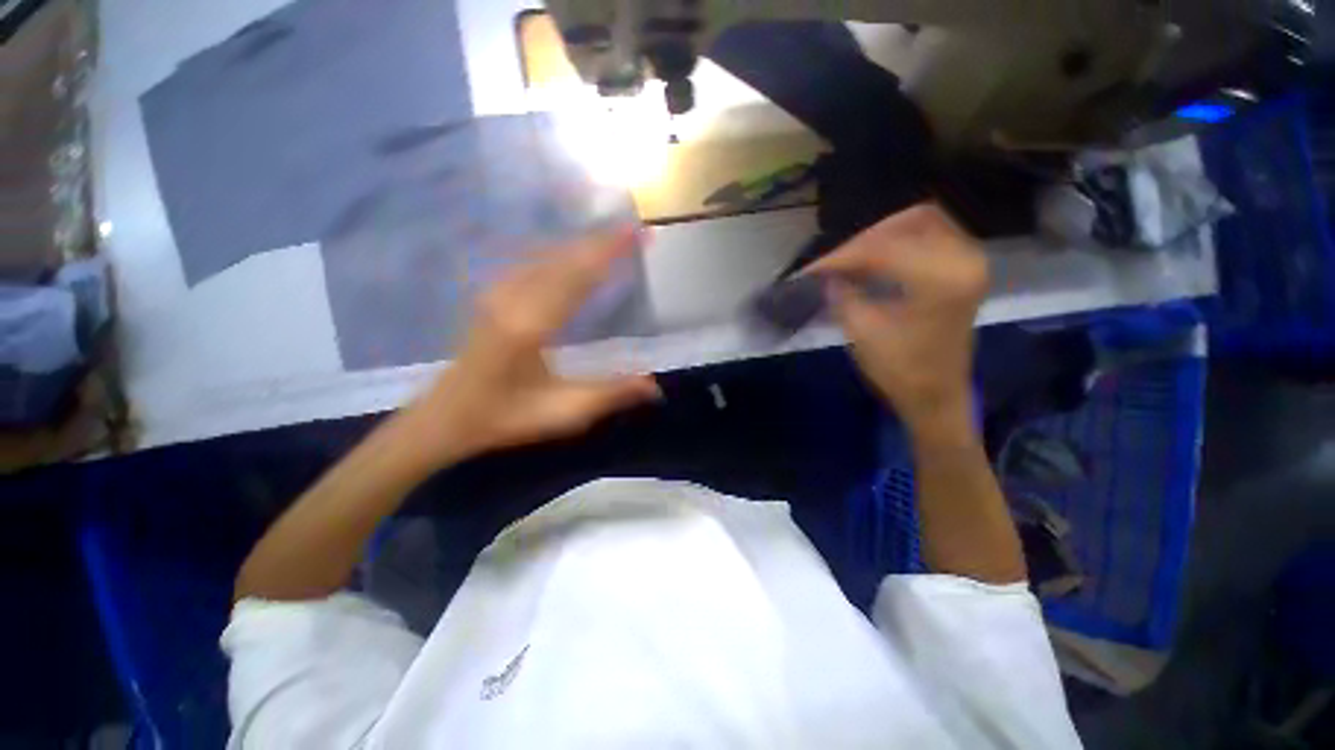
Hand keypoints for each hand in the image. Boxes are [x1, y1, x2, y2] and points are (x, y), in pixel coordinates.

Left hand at [389, 226, 661, 471]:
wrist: (445, 417)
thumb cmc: (505, 417)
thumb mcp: (563, 413)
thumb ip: (611, 395)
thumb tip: (655, 386)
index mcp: (530, 325)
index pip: (578, 276)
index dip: (609, 252)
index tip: (637, 232)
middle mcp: (513, 298)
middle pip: (563, 258)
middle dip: (601, 241)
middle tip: (633, 230)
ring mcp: (498, 293)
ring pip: (547, 255)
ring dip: (582, 244)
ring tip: (612, 237)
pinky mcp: (493, 295)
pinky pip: (533, 262)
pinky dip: (561, 253)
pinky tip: (573, 254)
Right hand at [809, 204, 987, 429]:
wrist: (936, 397)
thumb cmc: (900, 371)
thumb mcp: (863, 332)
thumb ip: (843, 293)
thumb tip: (826, 273)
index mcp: (941, 280)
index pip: (884, 249)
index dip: (843, 256)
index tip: (813, 268)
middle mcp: (965, 260)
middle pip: (911, 221)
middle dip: (866, 238)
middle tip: (836, 261)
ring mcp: (970, 262)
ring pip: (923, 224)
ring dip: (884, 236)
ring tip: (852, 259)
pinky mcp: (964, 270)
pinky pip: (932, 237)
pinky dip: (900, 242)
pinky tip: (875, 260)